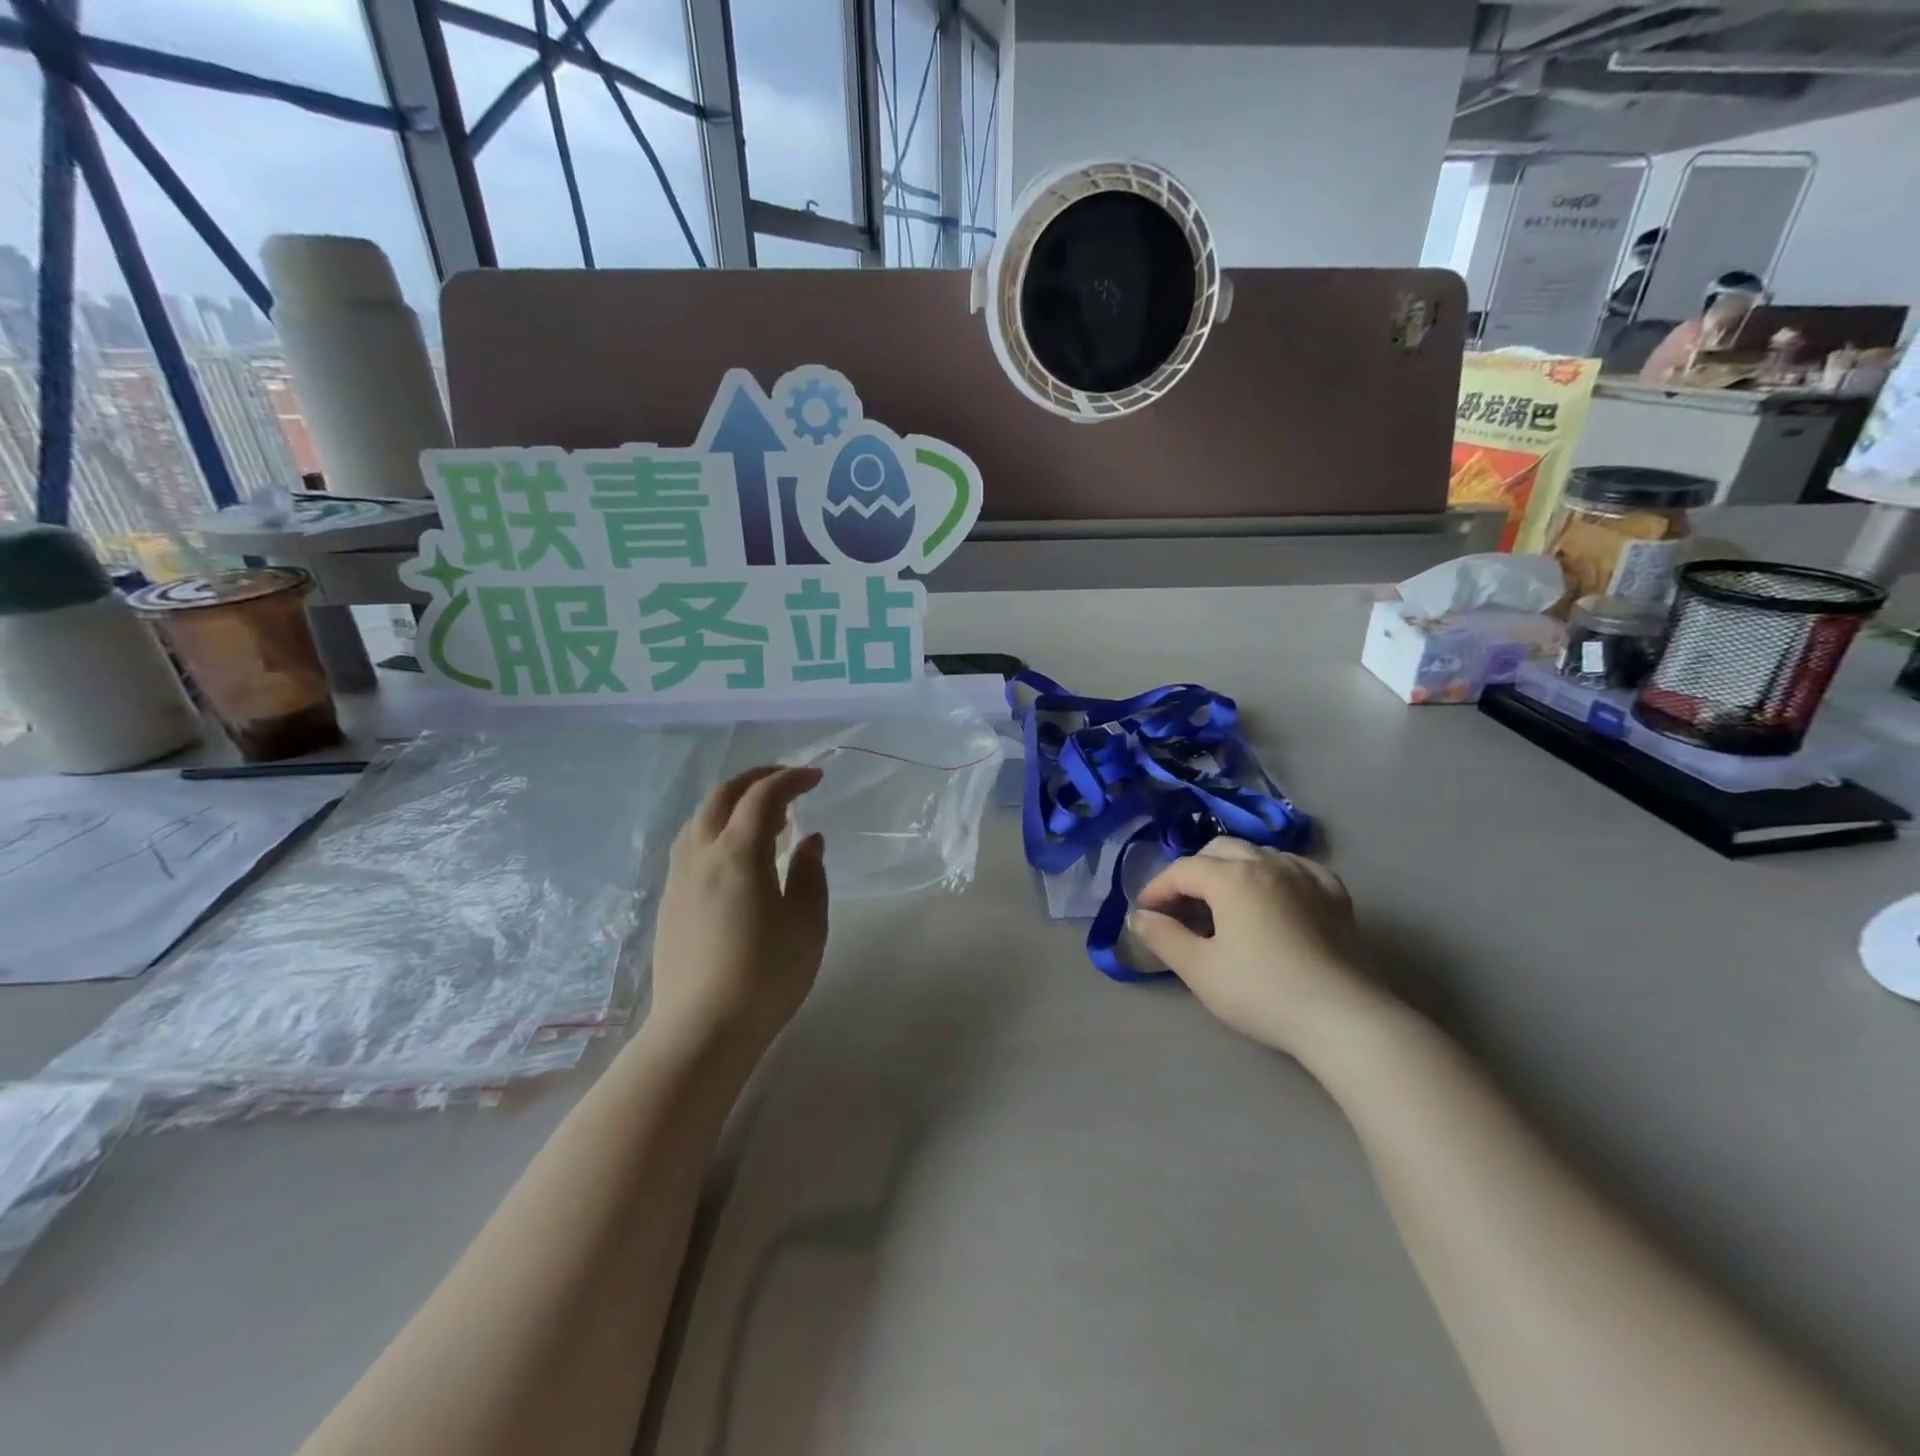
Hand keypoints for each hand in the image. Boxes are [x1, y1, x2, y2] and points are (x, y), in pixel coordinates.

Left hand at [649, 765, 828, 1050]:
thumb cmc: (766, 975)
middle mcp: (702, 855)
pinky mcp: (669, 902)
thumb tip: (808, 840)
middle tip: (786, 781)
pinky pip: (690, 845)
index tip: (816, 777)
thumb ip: (810, 873)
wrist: (702, 1030)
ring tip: (763, 818)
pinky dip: (715, 829)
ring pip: (700, 819)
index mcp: (738, 853)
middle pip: (722, 796)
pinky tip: (733, 854)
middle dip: (755, 779)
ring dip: (732, 804)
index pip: (764, 797)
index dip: (791, 778)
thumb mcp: (807, 923)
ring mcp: (679, 878)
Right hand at [1128, 839, 1374, 1058]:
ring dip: (1231, 870)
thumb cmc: (1262, 992)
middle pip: (1218, 851)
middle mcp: (1267, 863)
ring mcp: (1305, 875)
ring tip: (1224, 904)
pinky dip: (1273, 875)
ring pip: (1257, 854)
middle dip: (1192, 873)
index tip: (1144, 915)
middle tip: (1181, 908)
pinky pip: (1295, 868)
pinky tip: (1273, 897)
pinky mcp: (1334, 895)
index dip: (1156, 889)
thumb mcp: (1199, 969)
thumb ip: (1163, 936)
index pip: (1181, 870)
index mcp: (1231, 876)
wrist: (1343, 1018)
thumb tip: (1139, 916)